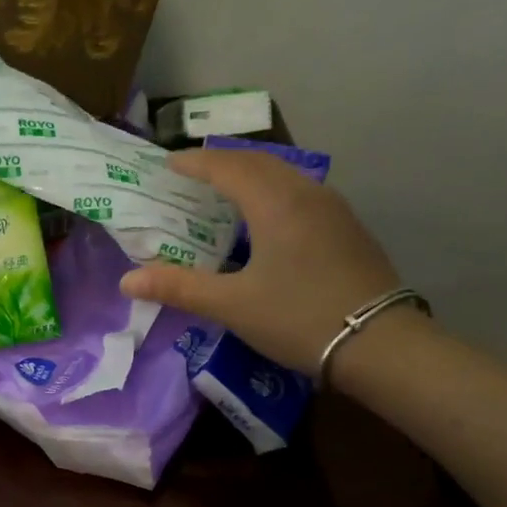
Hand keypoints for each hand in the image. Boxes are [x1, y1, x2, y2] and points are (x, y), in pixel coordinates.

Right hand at [119, 149, 410, 383]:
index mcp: (275, 203)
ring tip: (223, 192)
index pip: (227, 167)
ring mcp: (332, 208)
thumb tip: (127, 281)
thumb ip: (179, 288)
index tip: (166, 164)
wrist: (378, 343)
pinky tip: (265, 219)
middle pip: (258, 162)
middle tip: (191, 175)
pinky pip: (300, 193)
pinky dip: (272, 192)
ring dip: (249, 175)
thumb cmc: (298, 317)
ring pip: (284, 175)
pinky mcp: (346, 228)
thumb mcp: (231, 306)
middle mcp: (306, 193)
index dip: (193, 162)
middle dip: (221, 163)